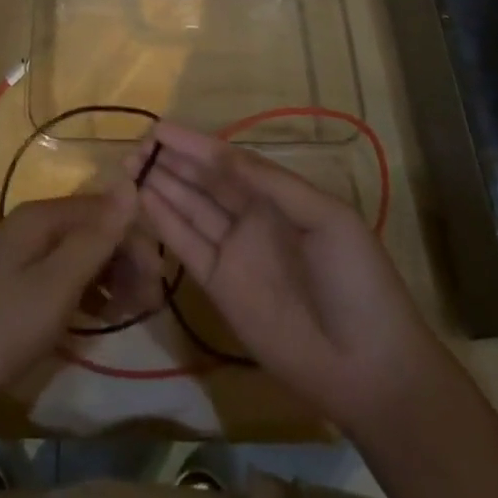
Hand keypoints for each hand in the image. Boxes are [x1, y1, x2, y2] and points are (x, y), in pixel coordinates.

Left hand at [0, 185, 137, 421]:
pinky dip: (88, 289)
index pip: (104, 210)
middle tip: (147, 306)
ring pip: (81, 251)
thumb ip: (96, 237)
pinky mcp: (17, 281)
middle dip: (125, 260)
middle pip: (93, 228)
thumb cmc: (3, 330)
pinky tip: (101, 315)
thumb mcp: (57, 286)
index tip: (158, 283)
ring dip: (111, 276)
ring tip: (129, 313)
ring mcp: (22, 253)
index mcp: (40, 217)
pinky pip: (64, 272)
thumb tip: (132, 183)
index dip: (135, 240)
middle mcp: (32, 224)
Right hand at [136, 122, 432, 435]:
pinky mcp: (219, 287)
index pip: (228, 161)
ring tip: (129, 165)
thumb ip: (271, 185)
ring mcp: (234, 252)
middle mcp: (252, 217)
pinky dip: (164, 222)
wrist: (368, 368)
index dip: (195, 145)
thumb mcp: (326, 219)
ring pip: (190, 208)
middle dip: (171, 161)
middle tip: (135, 146)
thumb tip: (221, 154)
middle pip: (204, 181)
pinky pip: (187, 246)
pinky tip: (143, 199)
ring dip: (161, 185)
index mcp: (280, 197)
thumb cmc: (356, 283)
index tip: (159, 129)